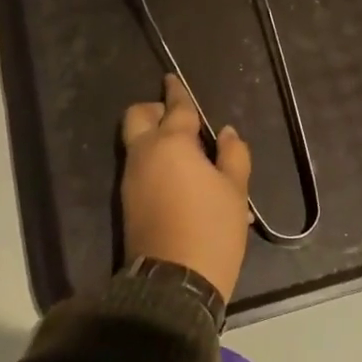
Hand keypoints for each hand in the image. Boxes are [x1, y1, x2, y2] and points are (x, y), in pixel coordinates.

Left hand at [119, 75, 252, 302]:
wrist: (174, 282)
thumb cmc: (211, 229)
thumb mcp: (235, 191)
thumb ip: (233, 155)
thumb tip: (226, 133)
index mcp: (171, 144)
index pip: (175, 108)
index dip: (177, 92)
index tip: (172, 79)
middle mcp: (144, 155)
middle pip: (137, 117)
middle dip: (154, 110)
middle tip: (181, 121)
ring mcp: (131, 179)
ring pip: (137, 144)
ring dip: (157, 139)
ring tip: (191, 156)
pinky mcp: (127, 202)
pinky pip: (140, 168)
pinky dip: (156, 162)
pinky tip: (183, 180)